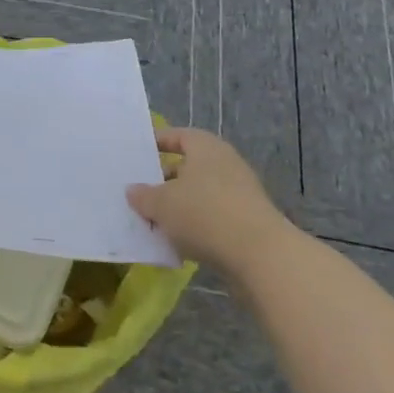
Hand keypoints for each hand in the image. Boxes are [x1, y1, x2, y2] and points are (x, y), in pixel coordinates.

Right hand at [126, 127, 288, 265]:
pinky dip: (195, 226)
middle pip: (188, 167)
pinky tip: (177, 242)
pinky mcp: (247, 222)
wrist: (261, 256)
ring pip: (199, 194)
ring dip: (178, 206)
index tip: (138, 153)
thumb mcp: (161, 204)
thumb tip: (133, 190)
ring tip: (153, 221)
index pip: (178, 136)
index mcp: (206, 148)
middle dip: (164, 180)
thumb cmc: (204, 214)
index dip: (158, 142)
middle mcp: (225, 164)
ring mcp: (240, 194)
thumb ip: (143, 195)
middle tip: (140, 192)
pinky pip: (213, 217)